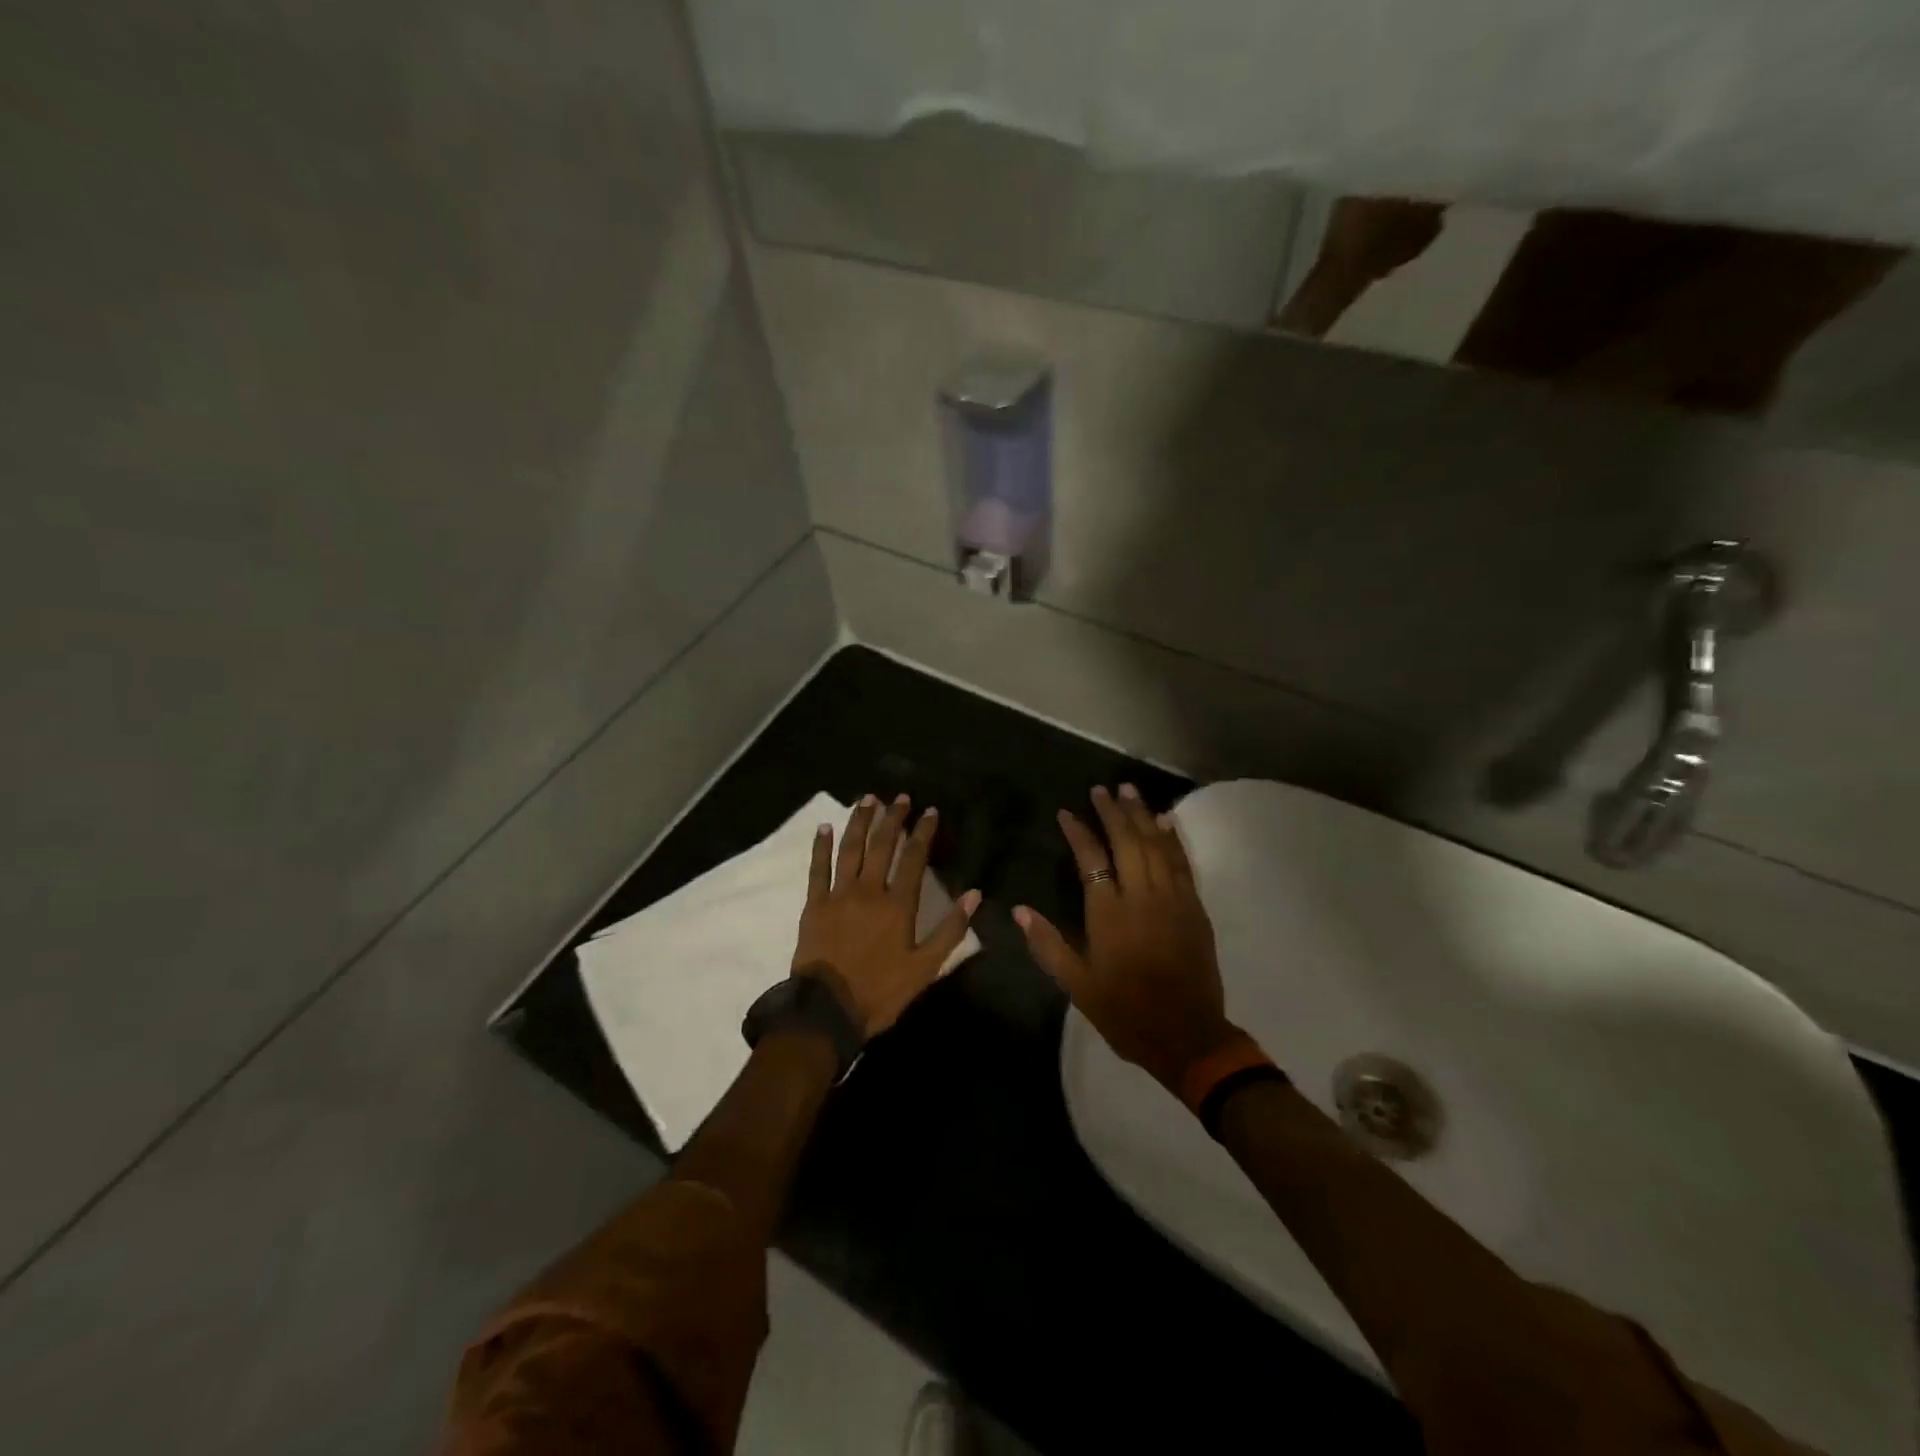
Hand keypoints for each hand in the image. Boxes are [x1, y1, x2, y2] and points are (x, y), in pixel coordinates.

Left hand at [792, 794, 980, 1038]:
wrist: (827, 1010)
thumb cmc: (880, 991)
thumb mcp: (925, 968)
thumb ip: (951, 930)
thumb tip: (975, 894)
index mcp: (898, 905)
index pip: (914, 858)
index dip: (923, 832)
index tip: (930, 811)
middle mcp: (869, 891)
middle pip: (882, 845)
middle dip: (892, 818)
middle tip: (900, 797)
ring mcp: (838, 894)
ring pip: (850, 849)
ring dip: (860, 821)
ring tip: (868, 799)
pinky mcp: (815, 904)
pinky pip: (817, 868)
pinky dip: (821, 846)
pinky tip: (824, 827)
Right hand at [1015, 785, 1239, 1093]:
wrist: (1188, 1037)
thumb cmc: (1126, 1013)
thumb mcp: (1078, 986)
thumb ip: (1048, 945)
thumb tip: (1019, 910)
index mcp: (1109, 914)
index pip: (1091, 859)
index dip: (1078, 832)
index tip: (1066, 813)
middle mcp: (1142, 897)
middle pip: (1127, 842)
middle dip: (1113, 812)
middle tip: (1102, 789)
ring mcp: (1173, 900)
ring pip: (1156, 846)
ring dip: (1142, 815)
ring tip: (1130, 791)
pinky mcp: (1194, 908)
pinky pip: (1183, 863)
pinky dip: (1173, 839)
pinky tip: (1165, 821)